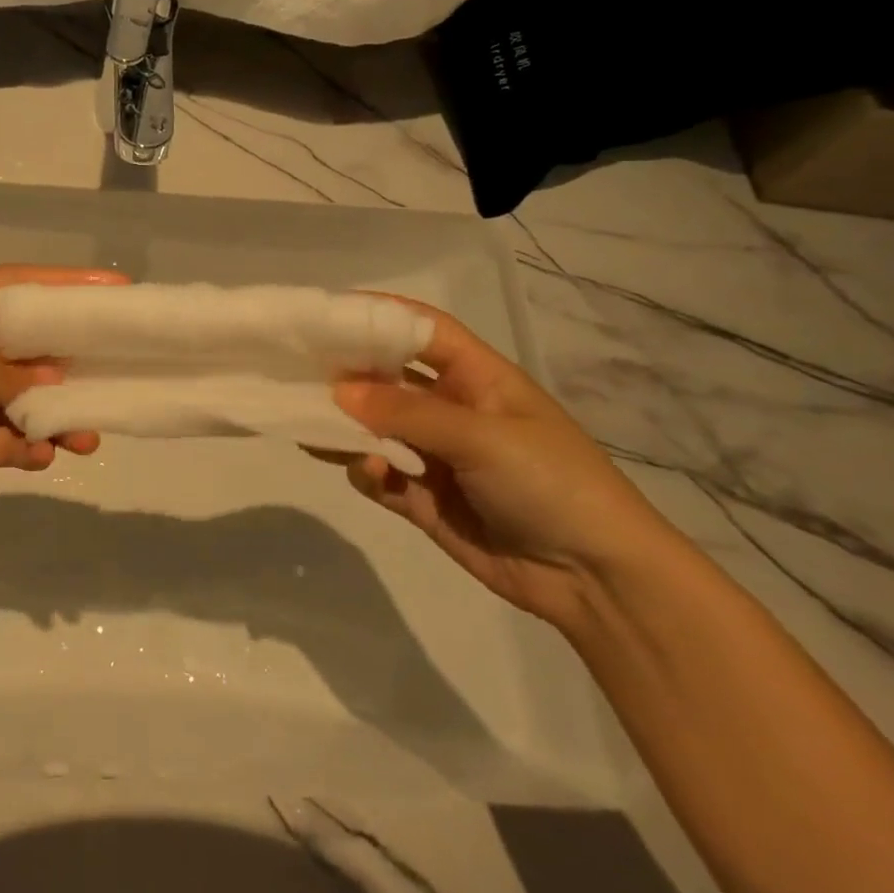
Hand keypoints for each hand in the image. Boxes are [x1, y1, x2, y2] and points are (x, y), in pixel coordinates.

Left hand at [0, 264, 124, 531]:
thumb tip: (54, 377)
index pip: (7, 287)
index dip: (59, 282)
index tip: (111, 287)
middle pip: (22, 346)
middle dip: (65, 361)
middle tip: (113, 370)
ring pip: (19, 398)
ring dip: (52, 415)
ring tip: (87, 436)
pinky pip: (3, 437)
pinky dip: (24, 446)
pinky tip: (41, 458)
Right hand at [331, 297, 680, 626]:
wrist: (595, 578)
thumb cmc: (551, 482)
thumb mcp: (483, 437)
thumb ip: (408, 414)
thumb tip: (339, 391)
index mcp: (477, 378)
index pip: (423, 331)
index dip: (380, 316)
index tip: (328, 314)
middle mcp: (451, 409)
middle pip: (388, 379)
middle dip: (348, 375)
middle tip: (297, 373)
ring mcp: (435, 455)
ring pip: (375, 430)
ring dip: (346, 428)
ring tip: (312, 427)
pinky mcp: (423, 499)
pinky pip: (380, 476)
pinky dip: (366, 472)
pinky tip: (369, 474)